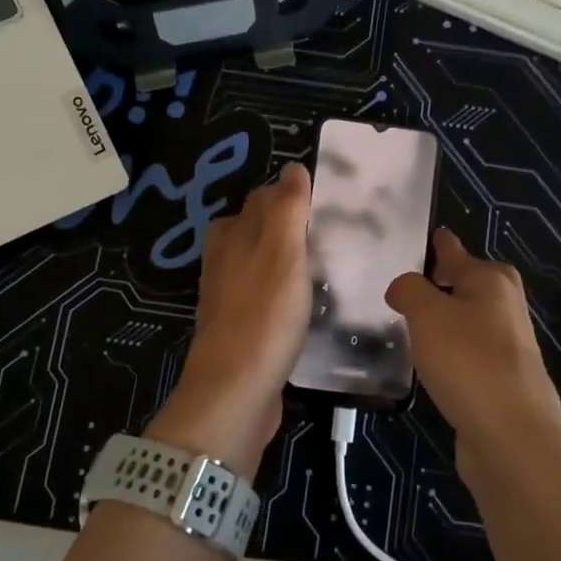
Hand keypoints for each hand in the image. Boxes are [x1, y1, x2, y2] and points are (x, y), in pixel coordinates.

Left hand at [149, 162, 312, 471]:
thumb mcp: (281, 252)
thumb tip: (293, 167)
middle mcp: (225, 262)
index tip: (329, 201)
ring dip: (287, 259)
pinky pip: (265, 297)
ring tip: (327, 263)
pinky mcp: (241, 330)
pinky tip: (308, 303)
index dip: (292, 194)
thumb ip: (287, 209)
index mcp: (231, 236)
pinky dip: (285, 291)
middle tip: (335, 230)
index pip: (262, 199)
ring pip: (260, 264)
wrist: (235, 393)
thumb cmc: (262, 315)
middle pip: (257, 230)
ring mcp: (230, 298)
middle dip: (289, 224)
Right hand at [385, 229, 560, 482]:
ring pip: (467, 320)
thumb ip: (410, 290)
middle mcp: (505, 306)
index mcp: (491, 280)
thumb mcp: (428, 314)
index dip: (437, 243)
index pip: (455, 251)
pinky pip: (467, 352)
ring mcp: (507, 345)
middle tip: (402, 288)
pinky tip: (429, 363)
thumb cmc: (468, 361)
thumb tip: (403, 287)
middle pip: (466, 284)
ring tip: (407, 324)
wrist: (512, 436)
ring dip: (442, 321)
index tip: (423, 236)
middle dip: (439, 284)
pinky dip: (449, 352)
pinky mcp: (502, 379)